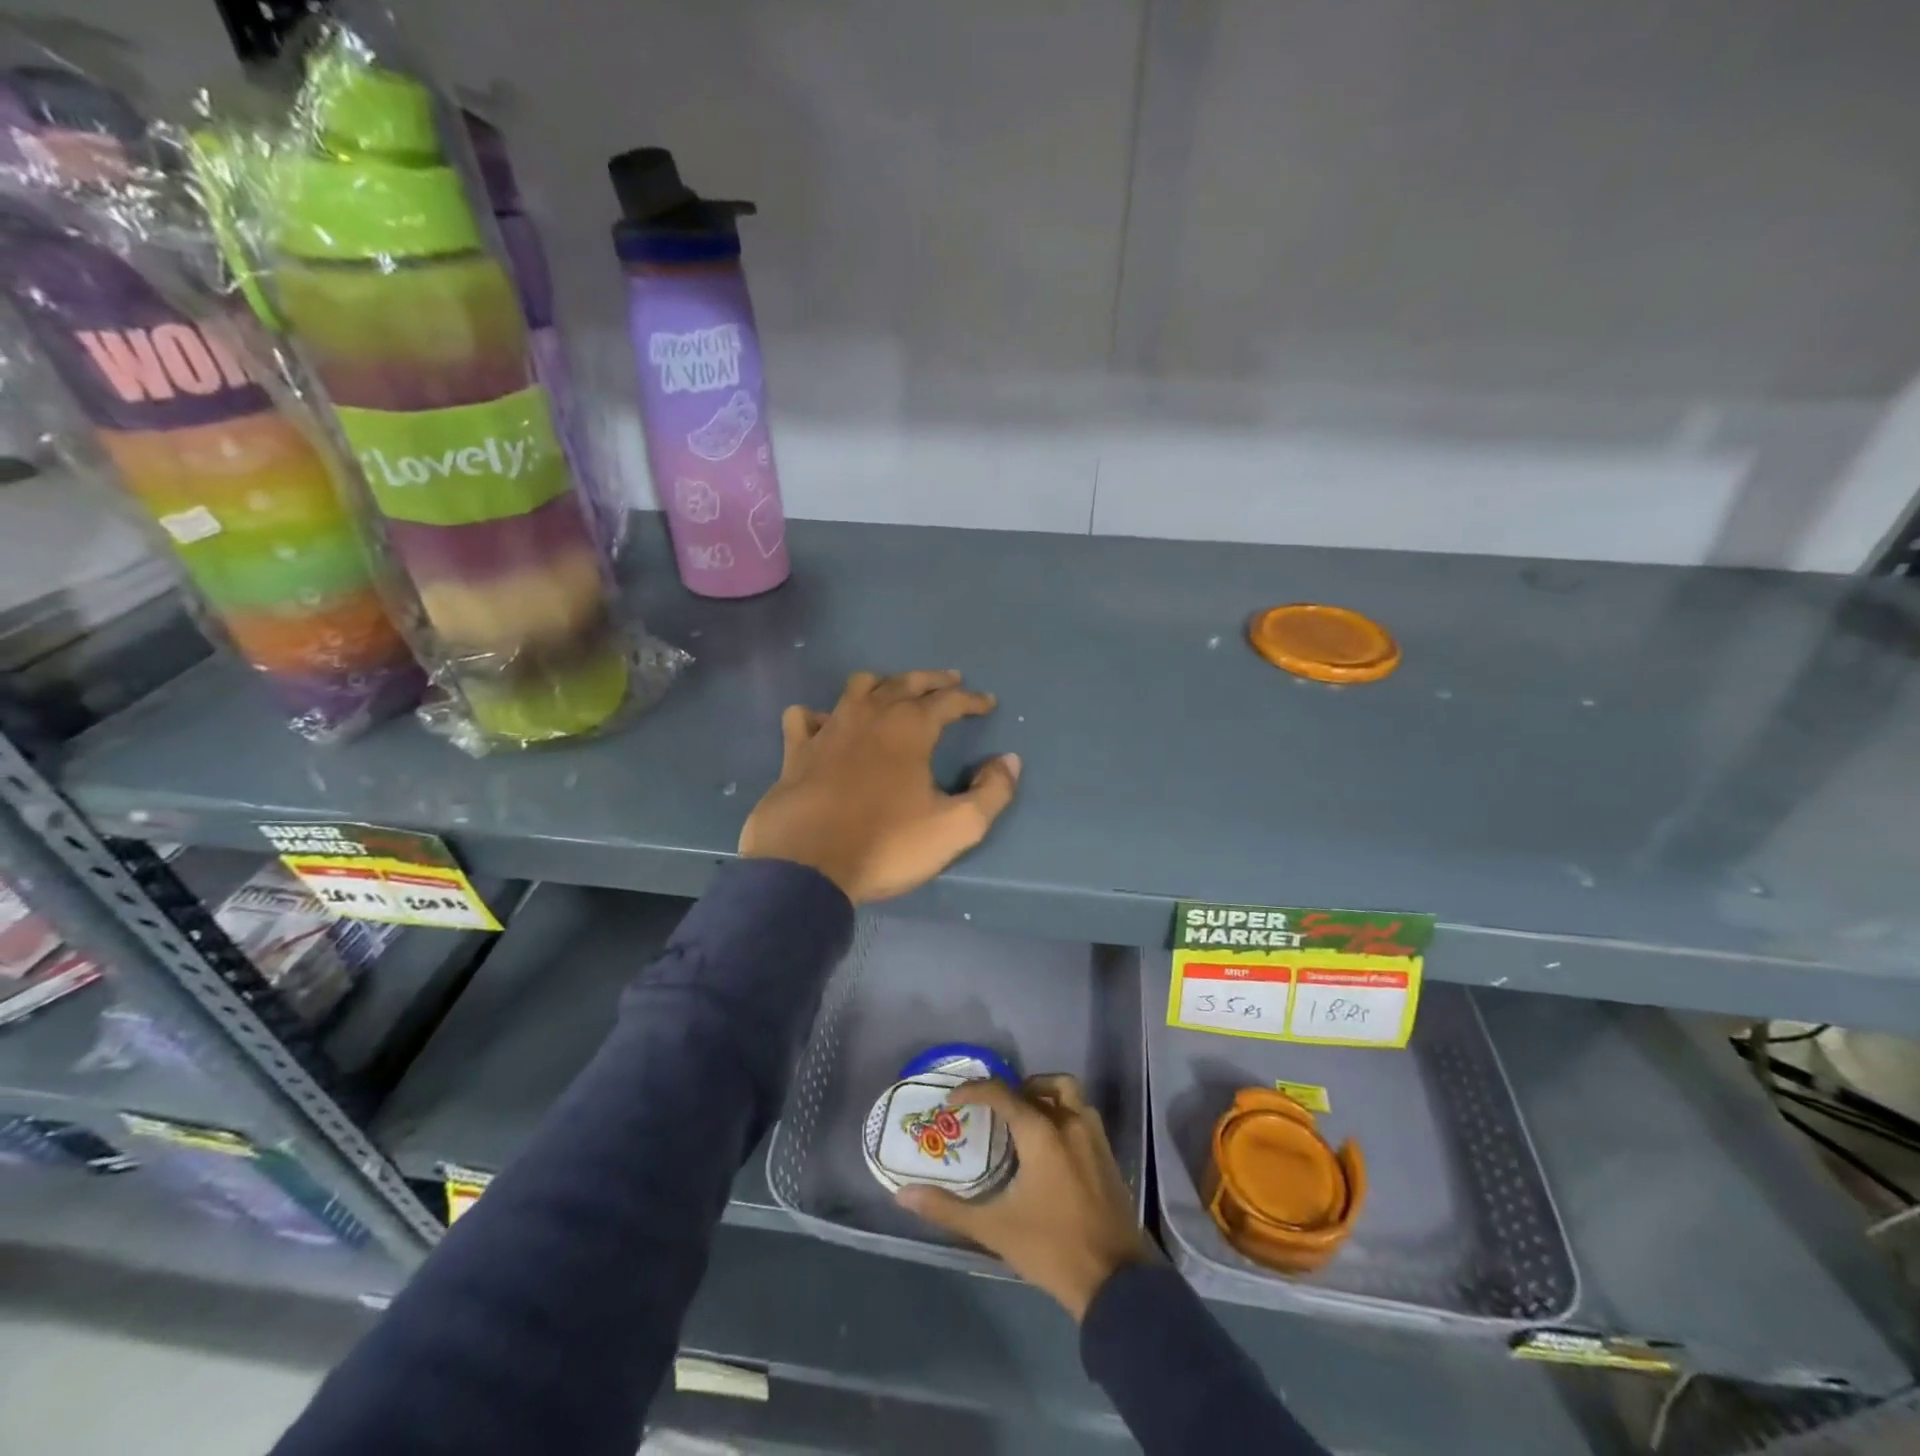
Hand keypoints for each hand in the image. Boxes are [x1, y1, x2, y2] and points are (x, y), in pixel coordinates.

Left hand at [738, 670, 1020, 903]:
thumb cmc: (887, 845)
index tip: (987, 703)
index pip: (949, 701)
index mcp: (910, 728)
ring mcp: (829, 729)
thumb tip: (1010, 761)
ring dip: (882, 684)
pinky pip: (805, 717)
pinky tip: (827, 725)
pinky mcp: (797, 751)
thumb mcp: (956, 828)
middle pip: (904, 682)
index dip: (972, 700)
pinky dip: (819, 715)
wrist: (807, 868)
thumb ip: (992, 792)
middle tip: (950, 680)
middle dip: (932, 680)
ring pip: (857, 687)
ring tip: (894, 693)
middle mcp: (870, 716)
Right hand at [897, 1075, 1149, 1320]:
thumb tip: (904, 1195)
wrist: (1115, 1282)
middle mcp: (1070, 1123)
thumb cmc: (1051, 1249)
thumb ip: (948, 1208)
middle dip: (1018, 1088)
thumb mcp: (994, 1230)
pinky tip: (1051, 1147)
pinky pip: (1084, 1116)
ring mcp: (1094, 1137)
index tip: (953, 1101)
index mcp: (1041, 1133)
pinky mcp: (1108, 1155)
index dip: (974, 1091)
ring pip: (1070, 1095)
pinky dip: (1064, 1114)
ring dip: (1046, 1096)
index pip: (1002, 1094)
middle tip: (996, 1109)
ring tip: (1024, 1120)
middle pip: (1044, 1084)